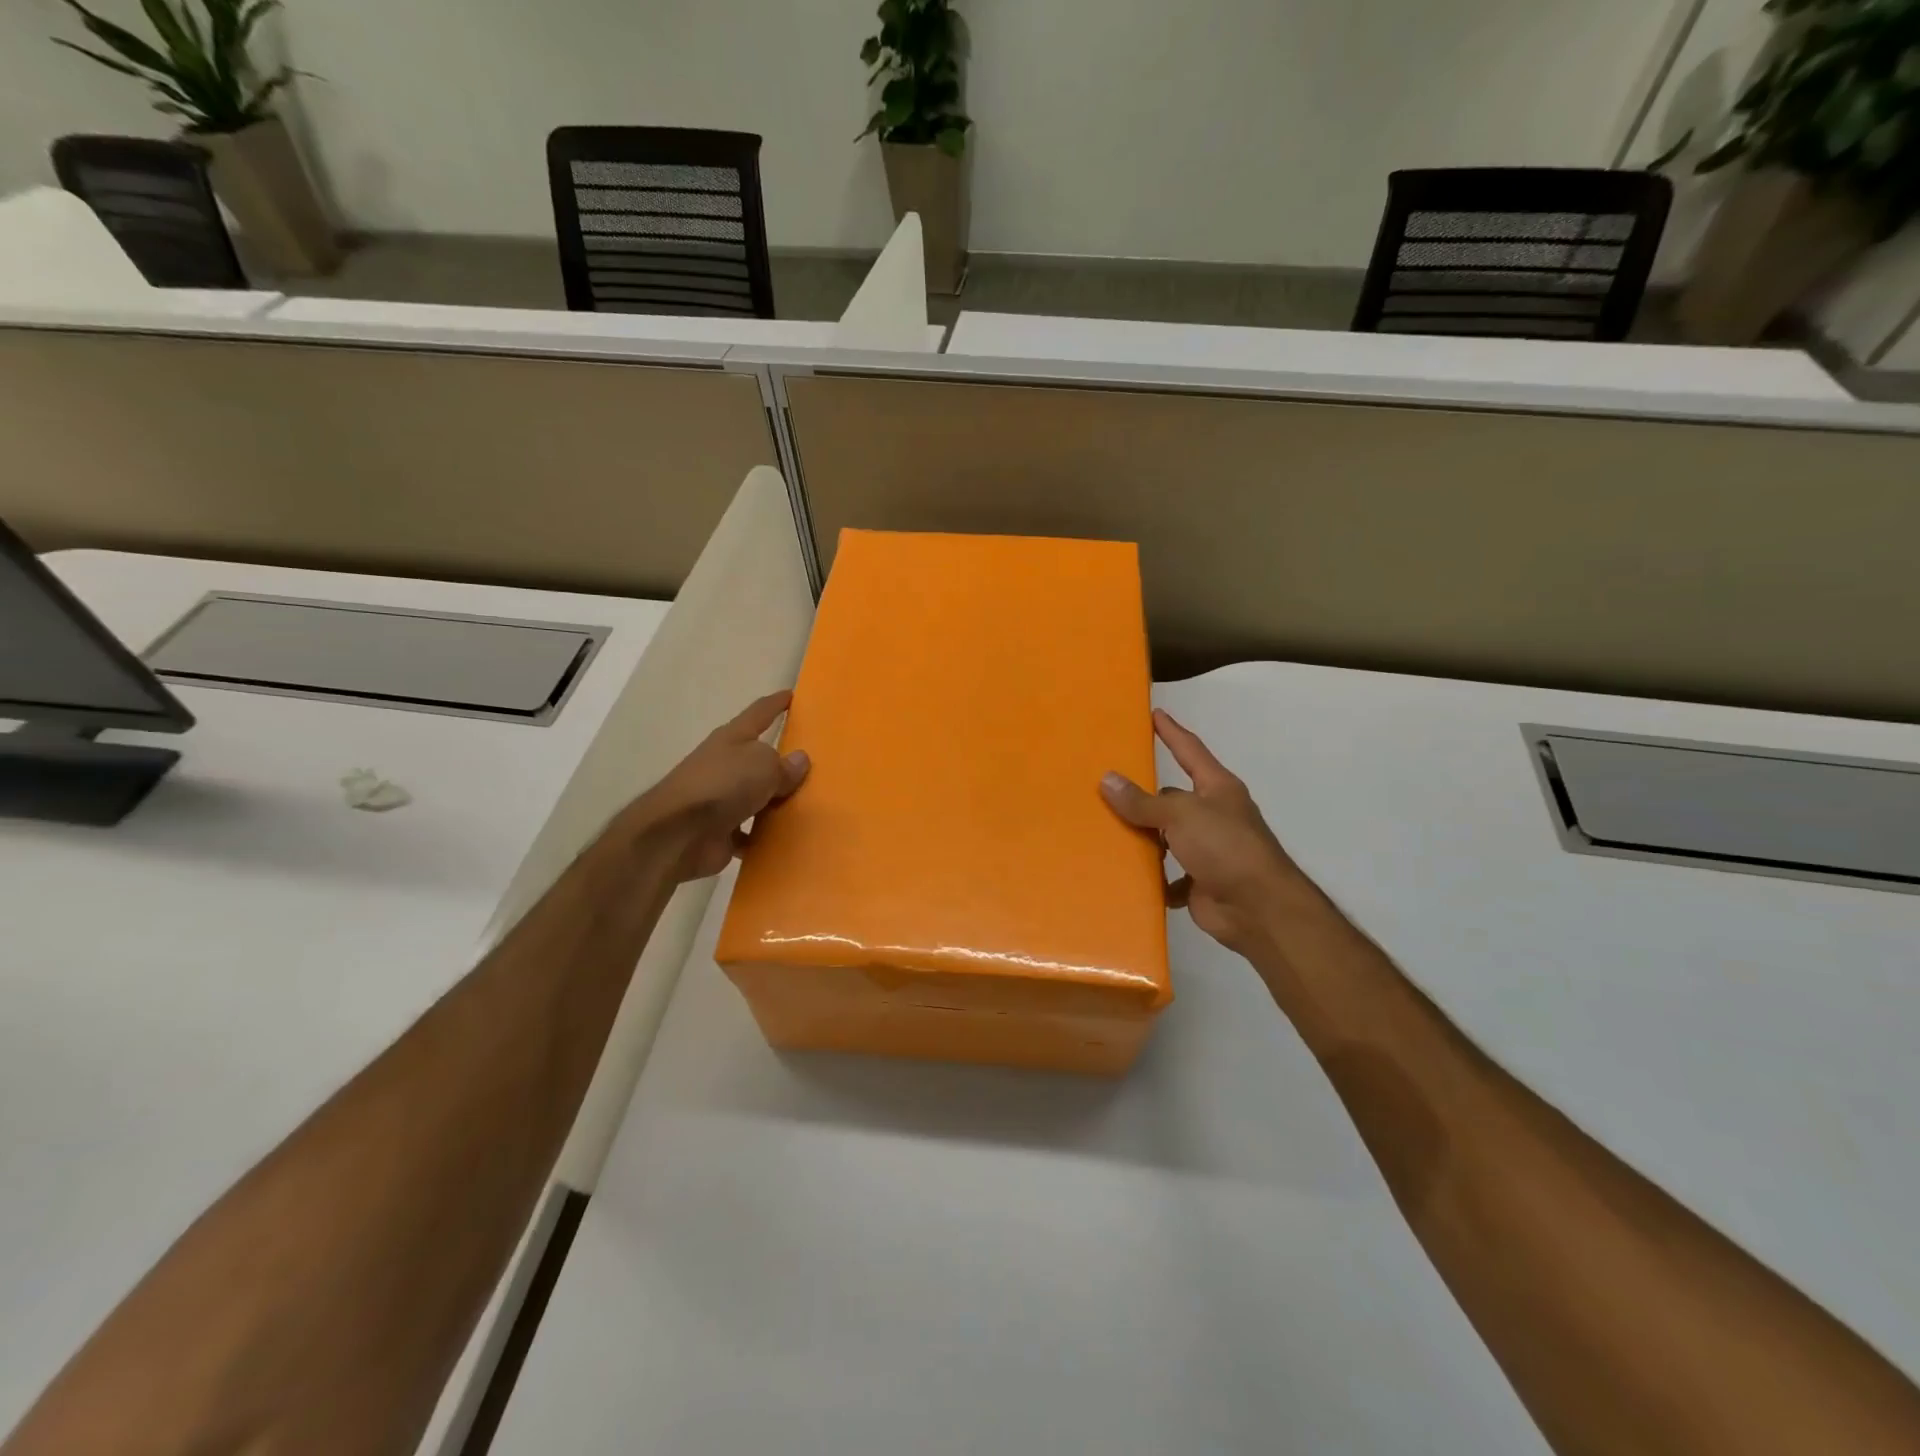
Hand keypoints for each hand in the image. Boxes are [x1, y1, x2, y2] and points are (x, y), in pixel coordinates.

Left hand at [630, 692, 809, 882]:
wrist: (679, 833)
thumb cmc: (723, 785)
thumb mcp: (764, 765)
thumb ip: (785, 765)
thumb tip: (798, 761)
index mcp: (732, 739)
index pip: (759, 713)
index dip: (776, 704)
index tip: (791, 695)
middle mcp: (724, 764)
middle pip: (756, 757)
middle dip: (778, 759)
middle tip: (810, 762)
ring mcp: (719, 799)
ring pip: (754, 796)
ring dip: (773, 801)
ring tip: (806, 805)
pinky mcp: (718, 831)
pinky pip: (750, 831)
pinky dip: (763, 835)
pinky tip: (785, 839)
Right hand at [1101, 709, 1302, 959]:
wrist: (1259, 909)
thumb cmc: (1225, 847)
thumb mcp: (1181, 815)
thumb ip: (1143, 801)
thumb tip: (1107, 780)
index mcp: (1216, 789)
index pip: (1189, 750)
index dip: (1171, 732)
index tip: (1154, 713)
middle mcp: (1213, 815)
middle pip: (1171, 798)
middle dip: (1143, 797)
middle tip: (1105, 789)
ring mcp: (1207, 850)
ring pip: (1166, 838)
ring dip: (1144, 840)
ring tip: (1105, 833)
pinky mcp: (1199, 882)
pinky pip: (1167, 875)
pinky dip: (1153, 878)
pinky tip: (1129, 876)